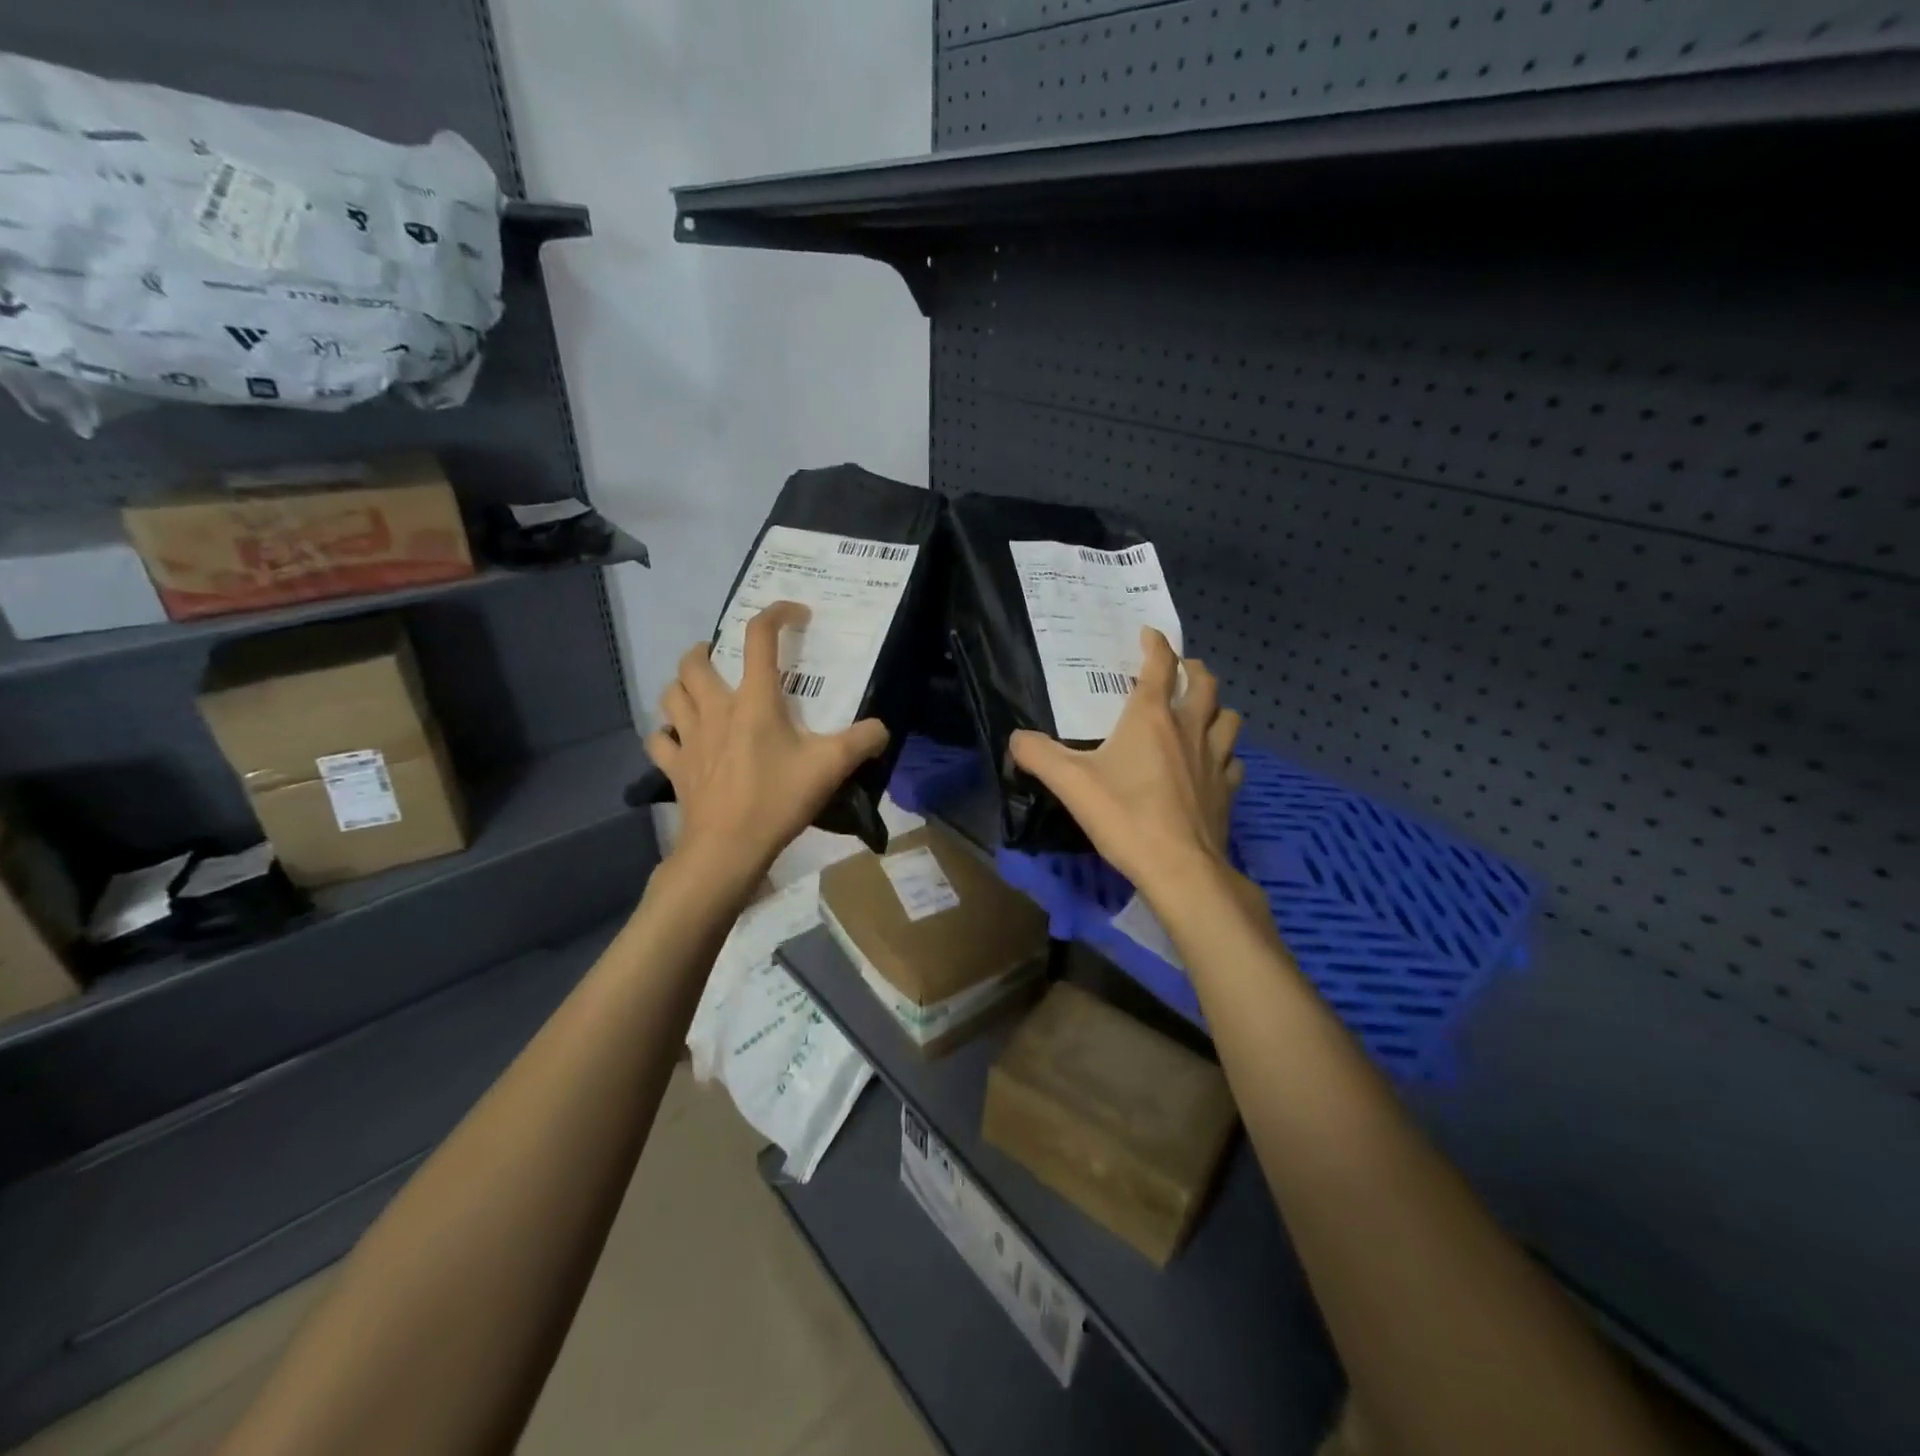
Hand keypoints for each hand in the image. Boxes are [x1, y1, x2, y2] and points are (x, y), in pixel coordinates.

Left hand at [646, 602, 888, 886]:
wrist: (727, 848)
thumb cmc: (777, 800)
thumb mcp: (831, 767)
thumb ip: (862, 741)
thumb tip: (881, 728)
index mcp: (754, 700)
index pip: (759, 637)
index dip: (776, 614)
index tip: (795, 615)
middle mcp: (715, 709)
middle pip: (695, 661)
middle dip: (706, 650)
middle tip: (724, 658)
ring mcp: (688, 738)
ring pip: (670, 694)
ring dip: (682, 685)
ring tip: (699, 690)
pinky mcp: (674, 767)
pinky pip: (659, 739)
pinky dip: (667, 733)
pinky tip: (679, 739)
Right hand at [1010, 628, 1243, 897]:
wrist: (1180, 869)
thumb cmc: (1125, 816)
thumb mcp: (1070, 783)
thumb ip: (1038, 755)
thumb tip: (1016, 738)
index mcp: (1152, 717)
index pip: (1160, 665)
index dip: (1155, 644)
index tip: (1149, 633)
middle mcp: (1189, 729)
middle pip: (1205, 684)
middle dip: (1194, 669)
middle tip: (1180, 670)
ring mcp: (1215, 759)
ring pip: (1228, 718)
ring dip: (1216, 708)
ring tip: (1202, 713)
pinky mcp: (1227, 790)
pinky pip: (1233, 761)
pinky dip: (1224, 754)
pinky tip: (1212, 765)